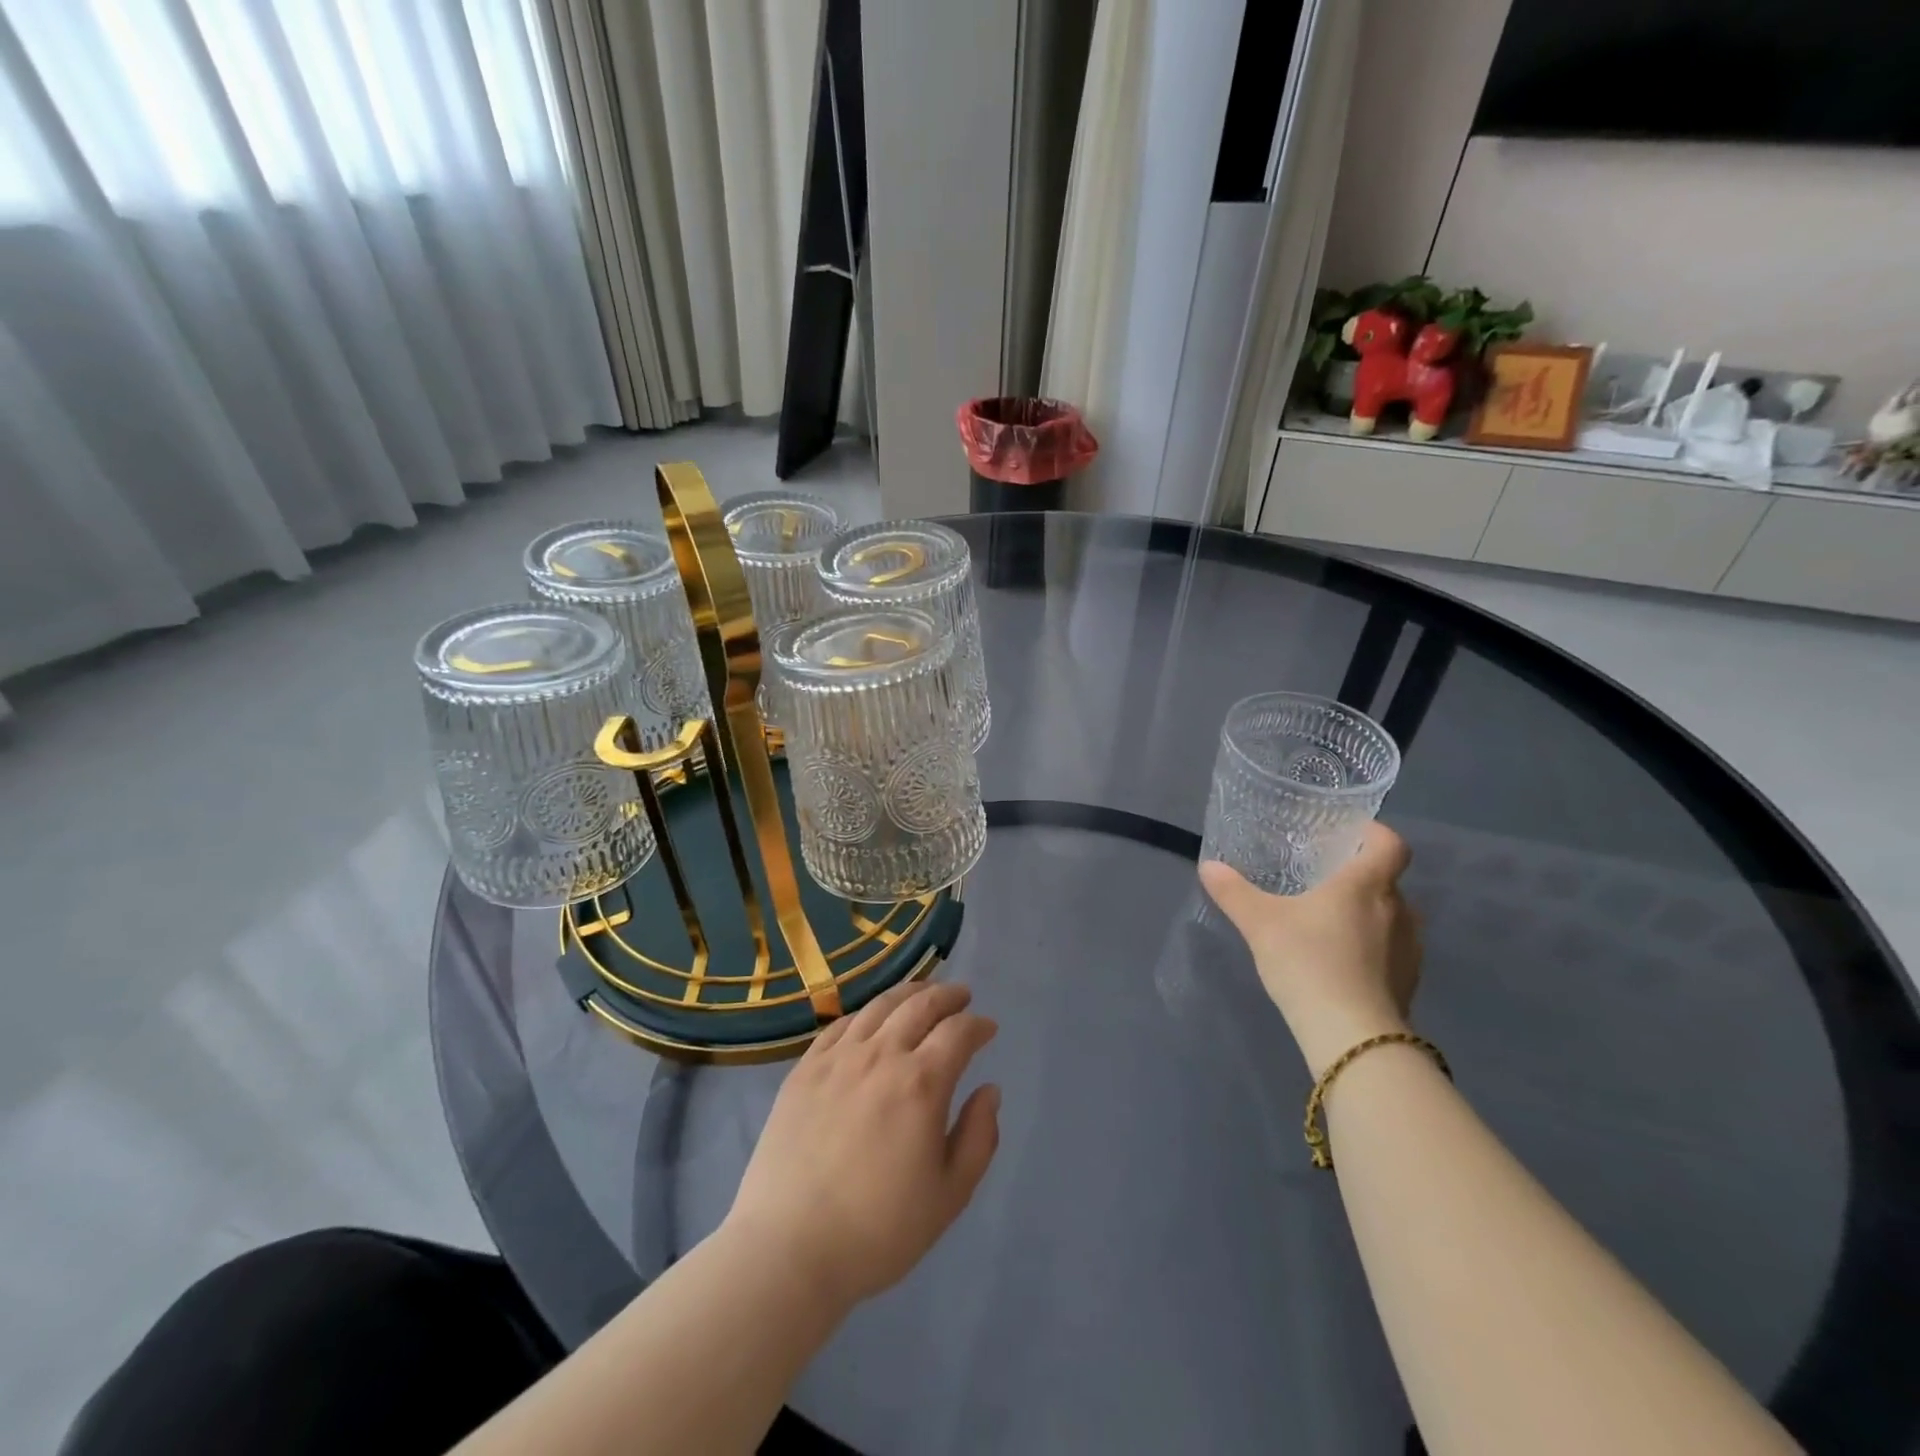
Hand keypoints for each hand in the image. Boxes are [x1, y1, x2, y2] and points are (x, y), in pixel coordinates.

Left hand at [724, 981, 1000, 1313]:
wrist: (789, 1249)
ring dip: (908, 993)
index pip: (958, 1032)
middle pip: (920, 1005)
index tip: (988, 1029)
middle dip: (947, 996)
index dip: (978, 1026)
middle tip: (962, 996)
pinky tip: (871, 1019)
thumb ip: (978, 1137)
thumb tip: (989, 1090)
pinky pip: (841, 1024)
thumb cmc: (878, 1230)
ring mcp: (838, 1058)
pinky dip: (866, 1013)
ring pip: (879, 1006)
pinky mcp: (804, 1069)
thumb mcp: (949, 1195)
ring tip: (922, 994)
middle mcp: (881, 1056)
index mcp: (921, 1083)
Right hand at [1200, 822, 1422, 1074]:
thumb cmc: (1308, 961)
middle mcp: (1398, 909)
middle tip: (1321, 882)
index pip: (1390, 844)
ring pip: (1391, 916)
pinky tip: (1340, 962)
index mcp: (1366, 884)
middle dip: (1357, 877)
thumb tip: (1209, 866)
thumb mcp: (1259, 922)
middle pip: (1387, 880)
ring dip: (1366, 914)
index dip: (1374, 834)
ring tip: (1328, 924)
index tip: (1348, 836)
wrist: (1351, 1035)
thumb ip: (1234, 892)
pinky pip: (1391, 950)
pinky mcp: (1409, 982)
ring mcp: (1409, 948)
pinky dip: (1371, 948)